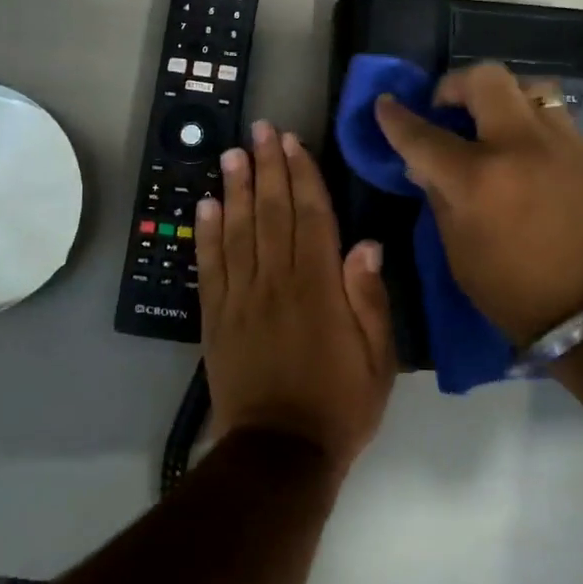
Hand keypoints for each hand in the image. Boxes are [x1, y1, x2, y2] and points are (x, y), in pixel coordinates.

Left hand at [197, 120, 395, 476]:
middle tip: (259, 129)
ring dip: (235, 188)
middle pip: (271, 213)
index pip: (310, 217)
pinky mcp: (216, 317)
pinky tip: (205, 204)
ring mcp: (241, 298)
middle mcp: (276, 282)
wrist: (279, 454)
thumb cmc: (339, 406)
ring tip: (232, 153)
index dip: (302, 176)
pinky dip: (206, 232)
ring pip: (237, 230)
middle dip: (267, 167)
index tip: (293, 142)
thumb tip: (365, 243)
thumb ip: (369, 299)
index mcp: (318, 288)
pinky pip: (209, 266)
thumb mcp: (377, 360)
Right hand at [373, 64, 582, 344]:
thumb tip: (425, 168)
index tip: (385, 105)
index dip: (396, 118)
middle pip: (484, 78)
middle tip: (447, 108)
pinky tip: (527, 152)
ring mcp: (562, 142)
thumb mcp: (461, 255)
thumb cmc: (519, 294)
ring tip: (493, 125)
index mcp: (477, 179)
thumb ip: (440, 200)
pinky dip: (531, 124)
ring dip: (501, 98)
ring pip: (527, 88)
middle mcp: (519, 145)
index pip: (423, 135)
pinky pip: (554, 117)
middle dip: (455, 84)